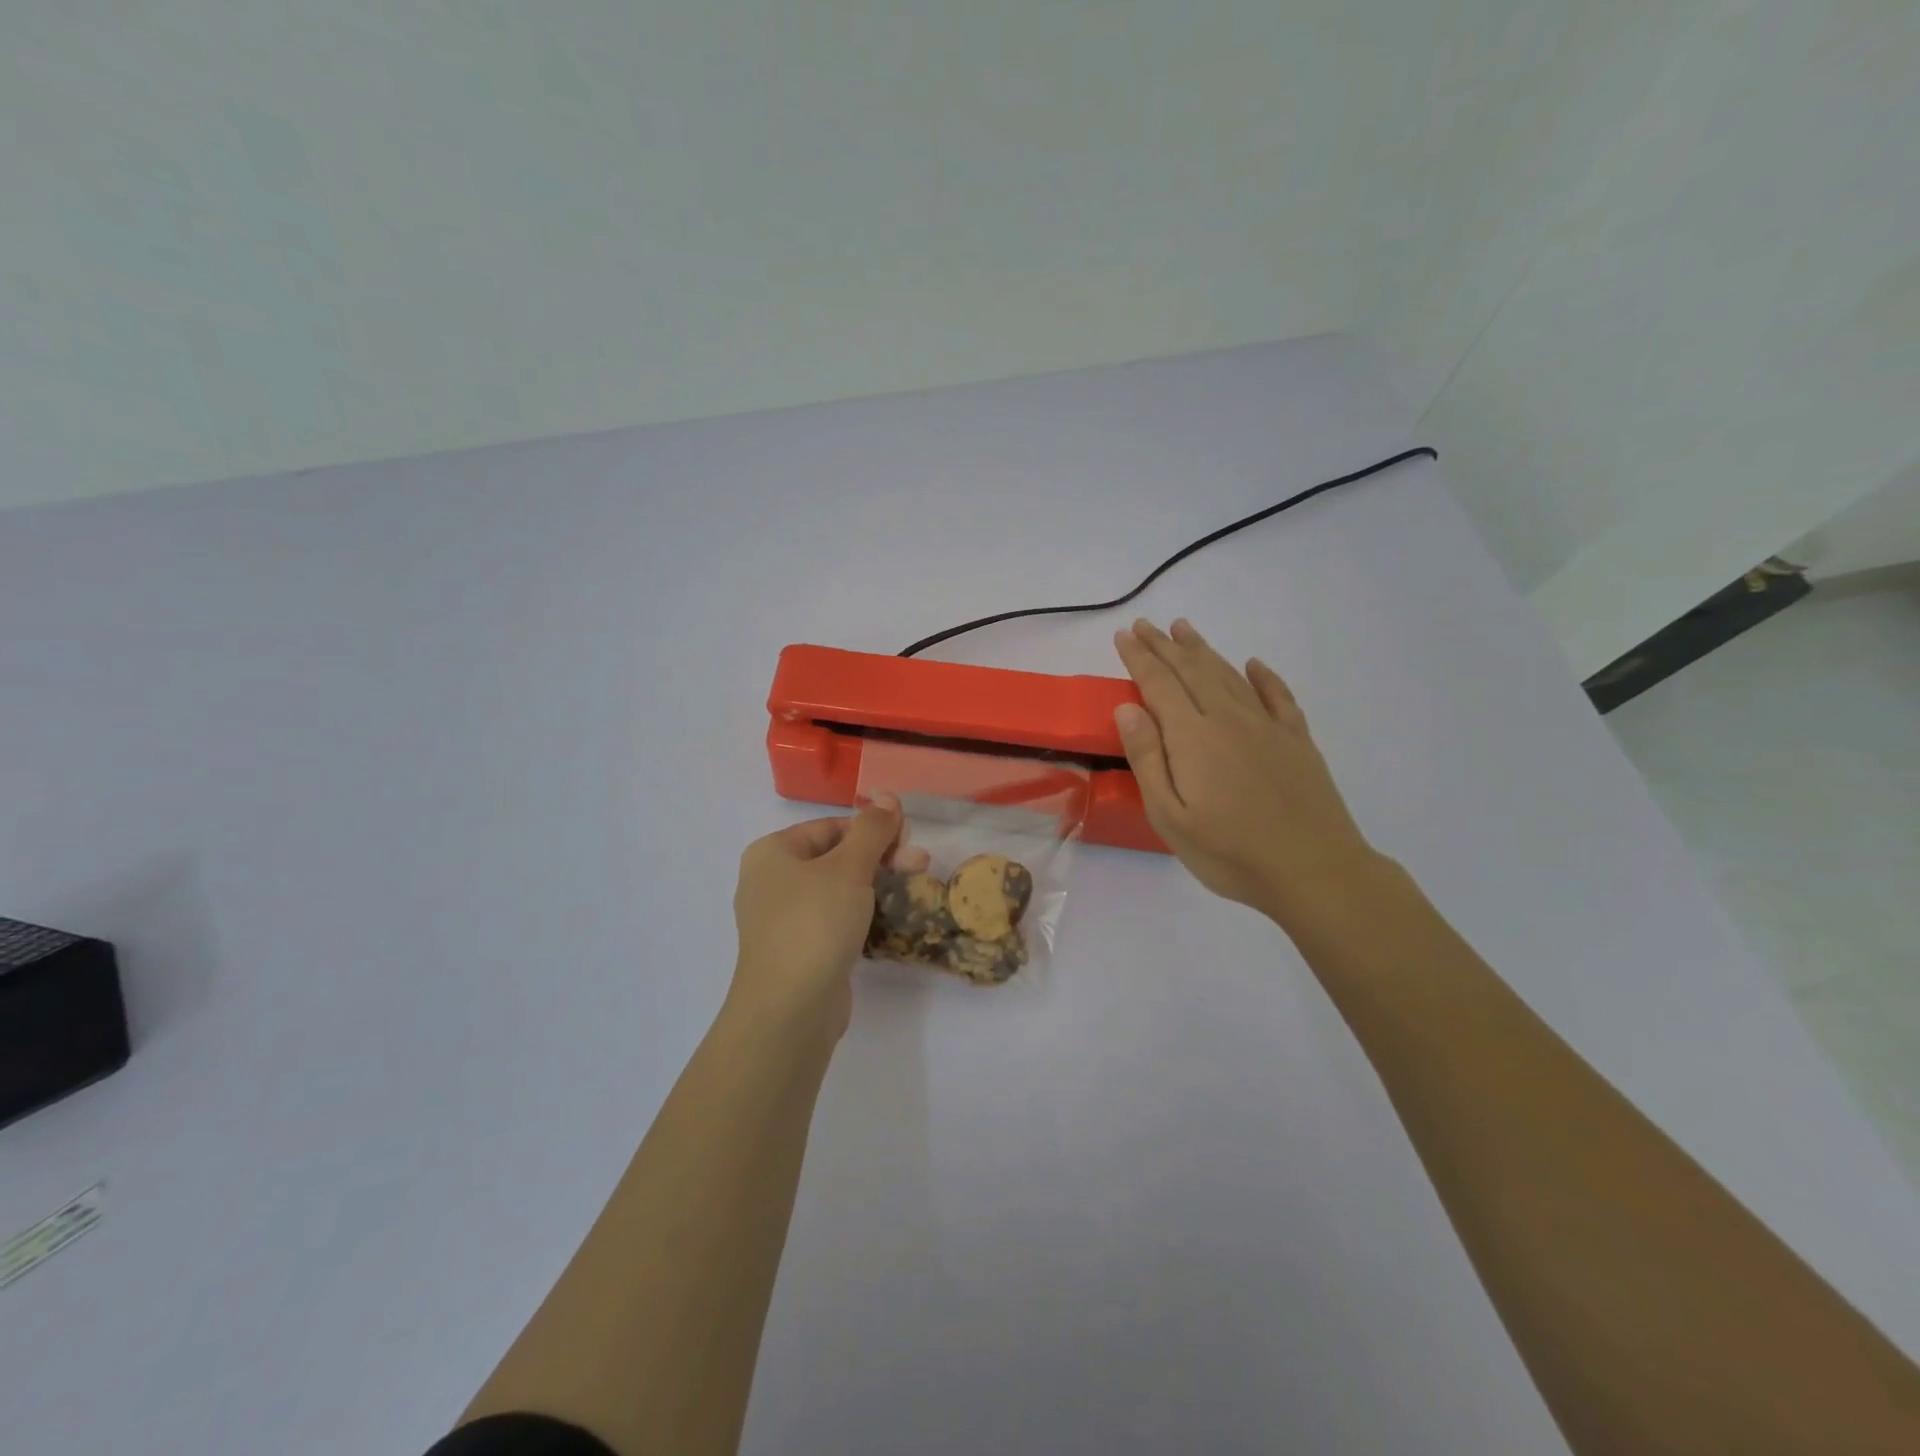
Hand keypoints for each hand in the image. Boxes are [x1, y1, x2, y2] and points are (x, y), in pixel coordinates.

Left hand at [730, 798, 901, 1040]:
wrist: (789, 1009)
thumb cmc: (814, 923)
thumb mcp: (848, 867)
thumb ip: (872, 830)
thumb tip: (888, 797)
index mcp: (772, 853)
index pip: (830, 827)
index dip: (872, 828)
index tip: (908, 839)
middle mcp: (771, 881)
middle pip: (835, 856)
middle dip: (880, 856)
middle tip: (919, 862)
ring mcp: (783, 919)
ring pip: (837, 889)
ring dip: (876, 884)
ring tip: (914, 885)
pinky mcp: (799, 950)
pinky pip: (834, 919)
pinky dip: (862, 913)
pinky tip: (890, 916)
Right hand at [1112, 618, 1381, 922]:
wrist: (1314, 870)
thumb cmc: (1229, 851)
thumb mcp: (1169, 817)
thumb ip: (1147, 758)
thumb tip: (1128, 708)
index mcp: (1193, 736)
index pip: (1159, 684)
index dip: (1139, 657)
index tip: (1124, 635)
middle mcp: (1229, 719)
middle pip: (1192, 670)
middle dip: (1165, 645)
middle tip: (1146, 625)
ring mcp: (1267, 726)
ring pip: (1229, 675)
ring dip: (1203, 650)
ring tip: (1184, 630)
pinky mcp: (1297, 740)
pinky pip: (1278, 696)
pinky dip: (1263, 676)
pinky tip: (1254, 664)